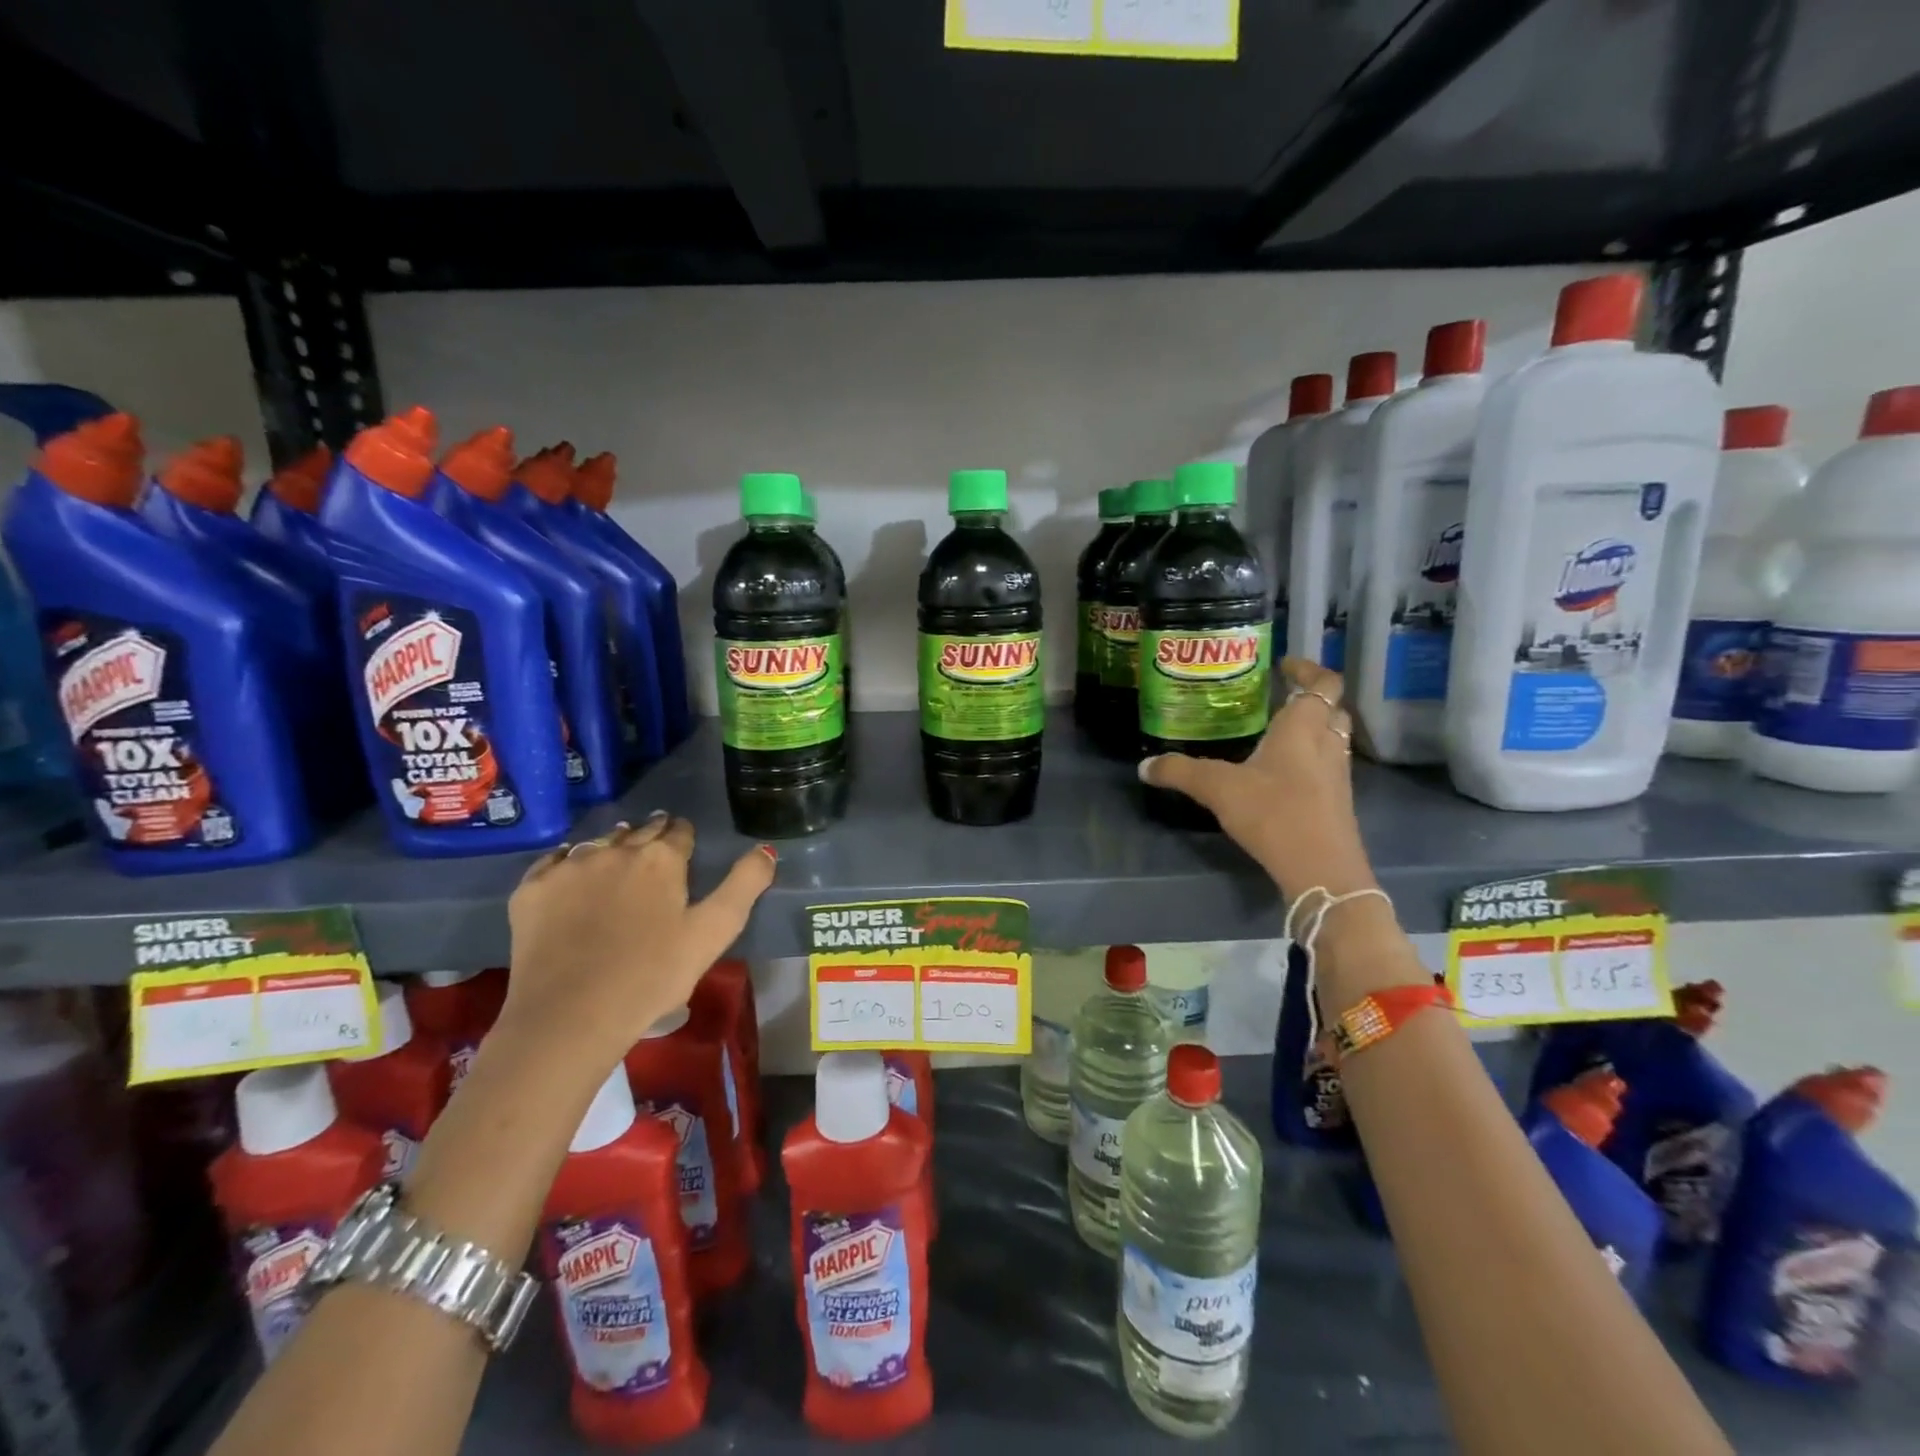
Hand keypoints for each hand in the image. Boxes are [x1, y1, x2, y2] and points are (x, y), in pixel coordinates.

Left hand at [496, 814, 775, 1068]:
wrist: (570, 1017)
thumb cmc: (653, 975)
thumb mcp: (715, 932)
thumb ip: (745, 885)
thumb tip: (766, 850)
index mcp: (661, 858)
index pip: (679, 831)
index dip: (684, 837)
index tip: (685, 847)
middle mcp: (615, 850)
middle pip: (639, 831)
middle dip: (651, 836)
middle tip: (655, 851)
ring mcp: (568, 867)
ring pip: (598, 843)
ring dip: (612, 847)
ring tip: (617, 861)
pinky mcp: (531, 890)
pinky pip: (553, 862)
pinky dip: (567, 864)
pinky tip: (572, 878)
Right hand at [1139, 657, 1376, 904]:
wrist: (1320, 869)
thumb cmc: (1274, 812)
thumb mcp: (1217, 788)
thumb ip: (1180, 772)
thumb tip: (1144, 766)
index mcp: (1303, 727)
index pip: (1324, 682)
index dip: (1308, 669)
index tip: (1284, 665)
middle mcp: (1327, 744)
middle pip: (1332, 709)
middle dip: (1310, 699)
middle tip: (1277, 699)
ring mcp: (1338, 775)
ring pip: (1333, 739)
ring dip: (1313, 730)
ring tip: (1275, 734)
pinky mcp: (1337, 803)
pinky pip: (1328, 767)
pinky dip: (1311, 760)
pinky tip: (1281, 775)